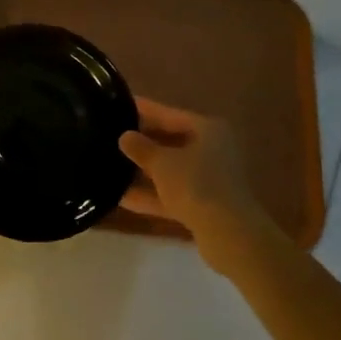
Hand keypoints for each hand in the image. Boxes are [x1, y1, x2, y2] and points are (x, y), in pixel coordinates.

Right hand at [119, 98, 269, 266]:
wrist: (229, 235)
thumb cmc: (196, 184)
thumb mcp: (162, 162)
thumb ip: (141, 148)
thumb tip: (125, 137)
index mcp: (208, 130)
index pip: (169, 114)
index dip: (143, 109)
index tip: (119, 104)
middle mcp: (212, 150)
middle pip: (171, 141)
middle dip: (142, 142)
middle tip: (111, 135)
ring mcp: (210, 180)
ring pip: (171, 170)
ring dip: (143, 171)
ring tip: (111, 166)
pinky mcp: (205, 206)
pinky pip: (172, 194)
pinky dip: (151, 195)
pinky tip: (121, 197)